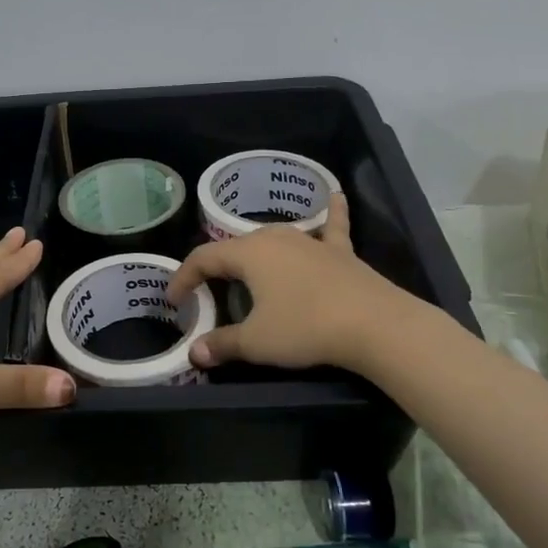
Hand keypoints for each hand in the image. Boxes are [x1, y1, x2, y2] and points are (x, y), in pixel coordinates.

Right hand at [167, 193, 421, 372]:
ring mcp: (310, 241)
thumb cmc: (305, 328)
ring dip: (257, 249)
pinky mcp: (340, 252)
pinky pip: (332, 227)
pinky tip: (336, 194)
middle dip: (217, 267)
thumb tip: (195, 353)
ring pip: (275, 238)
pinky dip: (332, 212)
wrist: (373, 324)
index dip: (183, 278)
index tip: (173, 301)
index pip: (203, 259)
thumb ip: (222, 344)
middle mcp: (276, 238)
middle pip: (236, 247)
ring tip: (247, 261)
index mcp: (248, 254)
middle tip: (208, 291)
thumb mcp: (256, 342)